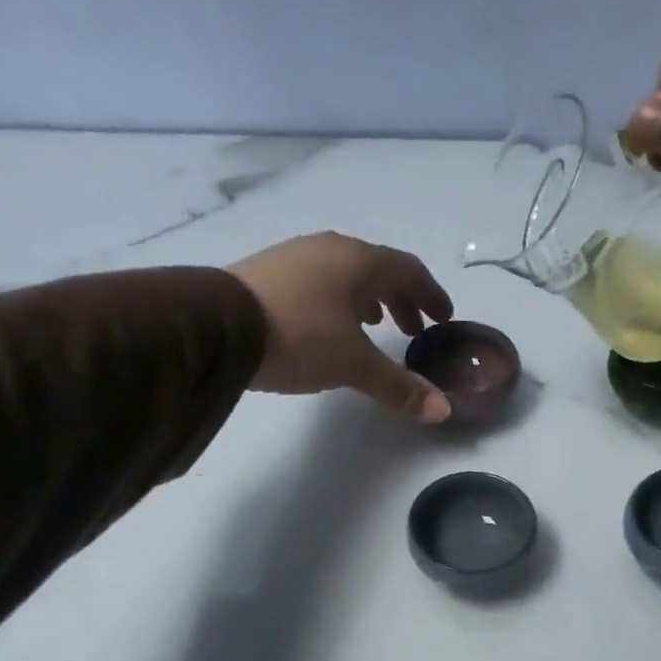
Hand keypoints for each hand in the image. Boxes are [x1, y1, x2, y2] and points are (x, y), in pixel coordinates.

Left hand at [230, 232, 454, 422]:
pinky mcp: (268, 273)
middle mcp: (330, 249)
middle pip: (378, 270)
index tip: (444, 318)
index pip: (409, 271)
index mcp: (359, 261)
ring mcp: (295, 257)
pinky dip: (338, 301)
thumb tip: (441, 410)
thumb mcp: (354, 366)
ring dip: (369, 300)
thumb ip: (398, 386)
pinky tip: (330, 325)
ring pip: (346, 275)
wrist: (217, 326)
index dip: (431, 295)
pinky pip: (319, 282)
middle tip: (412, 330)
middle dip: (401, 300)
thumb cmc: (300, 336)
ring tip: (375, 326)